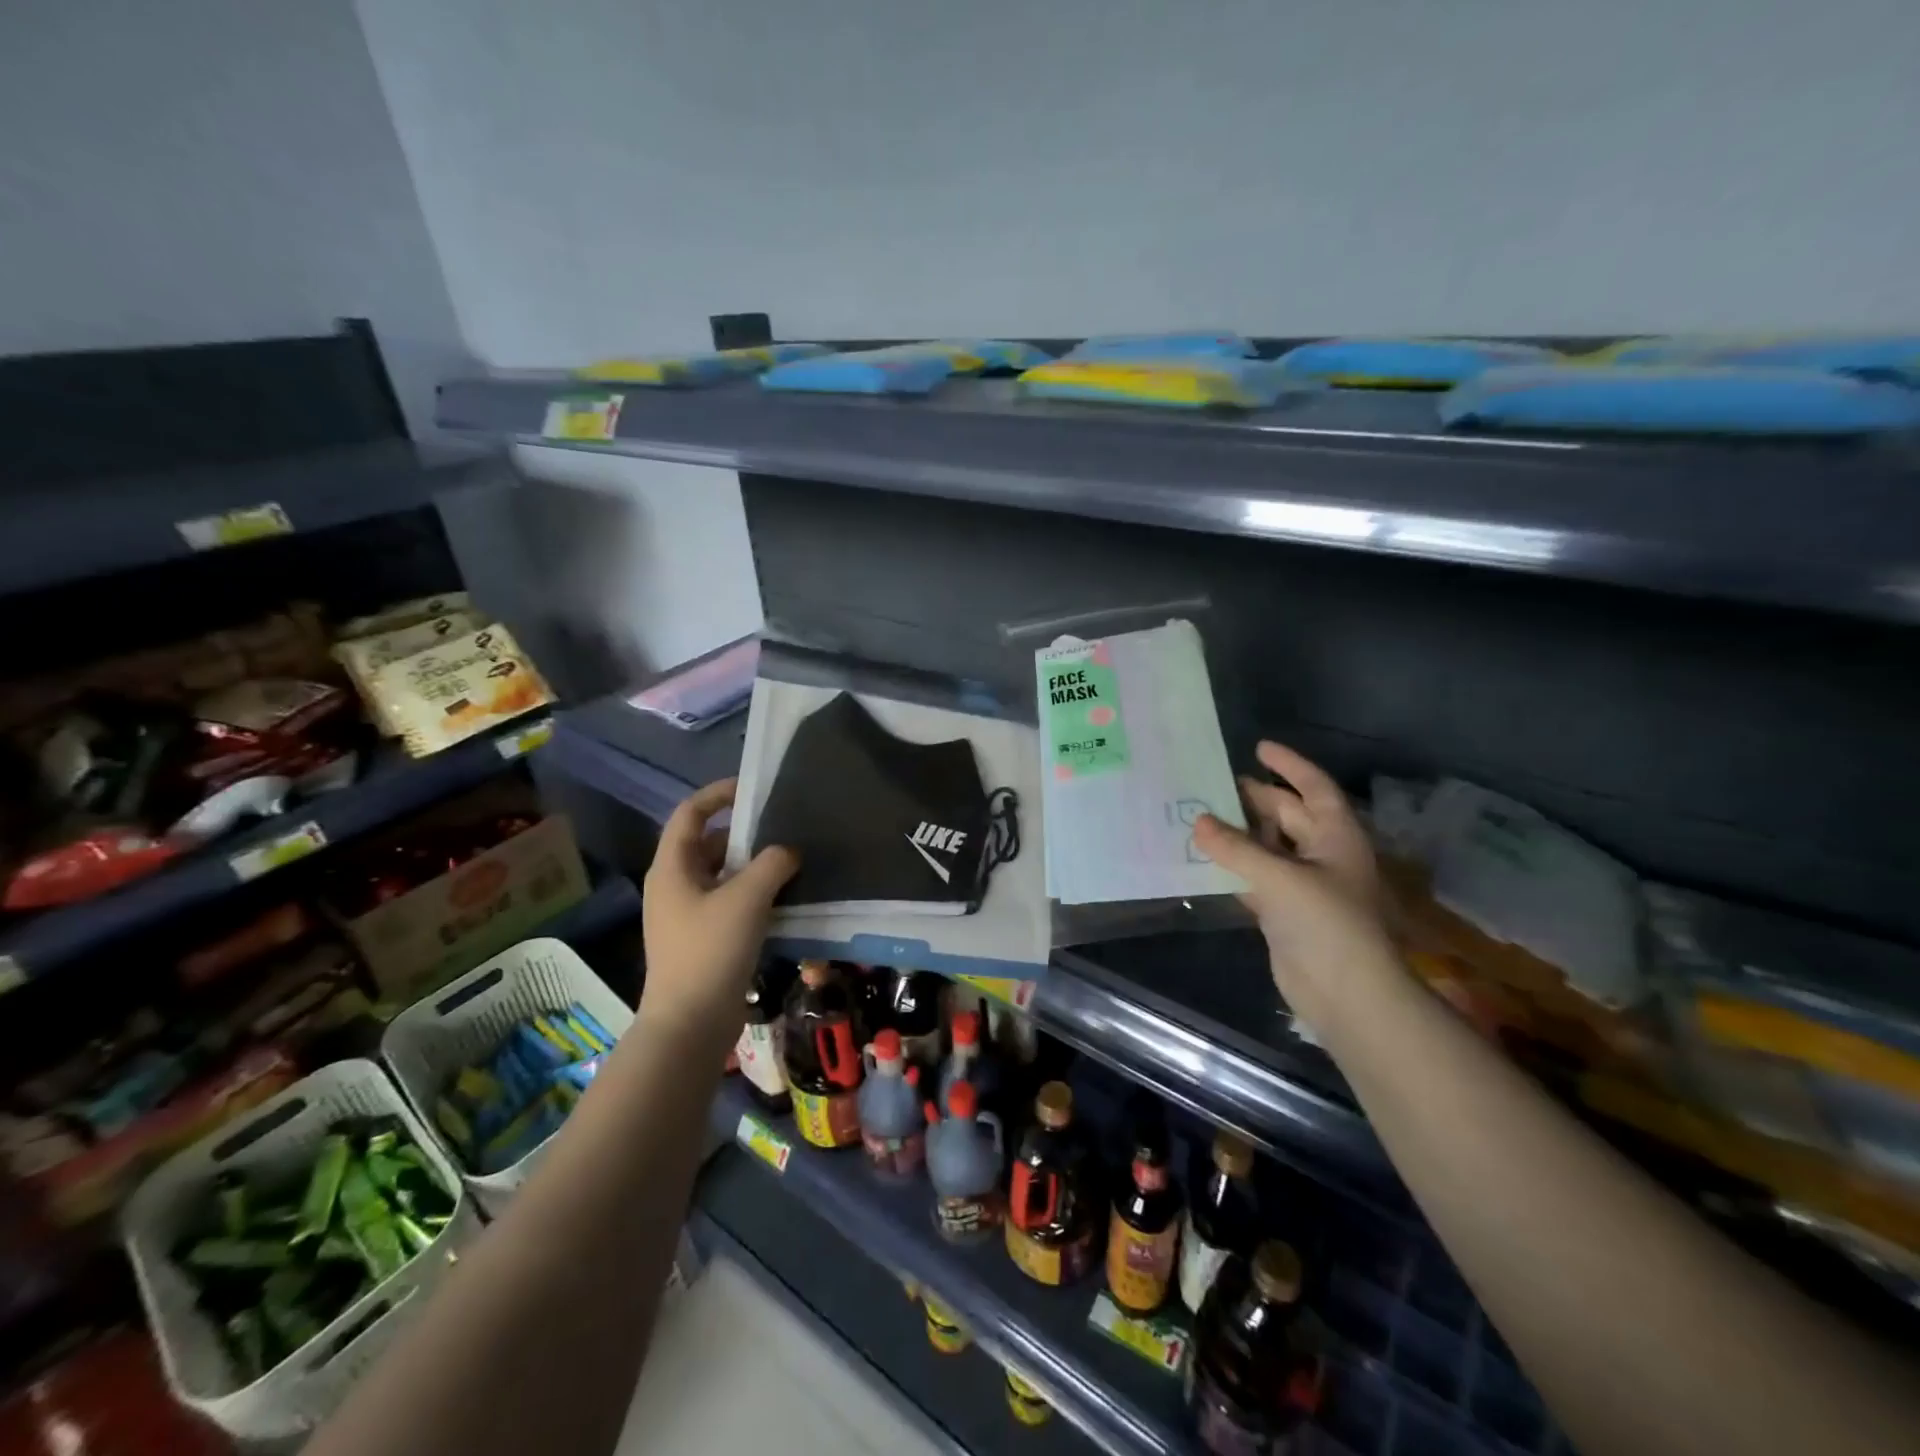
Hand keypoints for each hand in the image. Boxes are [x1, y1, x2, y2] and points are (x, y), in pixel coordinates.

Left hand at [640, 778, 798, 1042]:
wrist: (690, 1024)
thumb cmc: (710, 951)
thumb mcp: (747, 898)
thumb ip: (772, 863)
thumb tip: (788, 851)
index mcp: (672, 867)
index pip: (690, 813)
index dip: (718, 794)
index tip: (754, 788)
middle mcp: (674, 885)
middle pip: (709, 843)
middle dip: (745, 833)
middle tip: (784, 827)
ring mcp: (686, 915)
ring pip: (722, 875)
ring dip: (753, 866)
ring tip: (792, 861)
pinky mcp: (702, 939)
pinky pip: (729, 902)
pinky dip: (754, 894)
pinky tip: (785, 899)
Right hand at [1193, 741, 1397, 1021]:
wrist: (1347, 994)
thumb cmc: (1327, 923)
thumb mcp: (1280, 877)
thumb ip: (1236, 848)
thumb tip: (1198, 821)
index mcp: (1336, 836)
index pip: (1314, 788)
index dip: (1289, 765)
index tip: (1258, 748)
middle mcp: (1321, 855)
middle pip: (1287, 816)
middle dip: (1254, 799)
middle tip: (1214, 784)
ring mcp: (1303, 885)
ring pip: (1267, 848)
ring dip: (1238, 835)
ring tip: (1198, 816)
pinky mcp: (1284, 913)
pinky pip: (1254, 878)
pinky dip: (1232, 868)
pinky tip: (1202, 859)